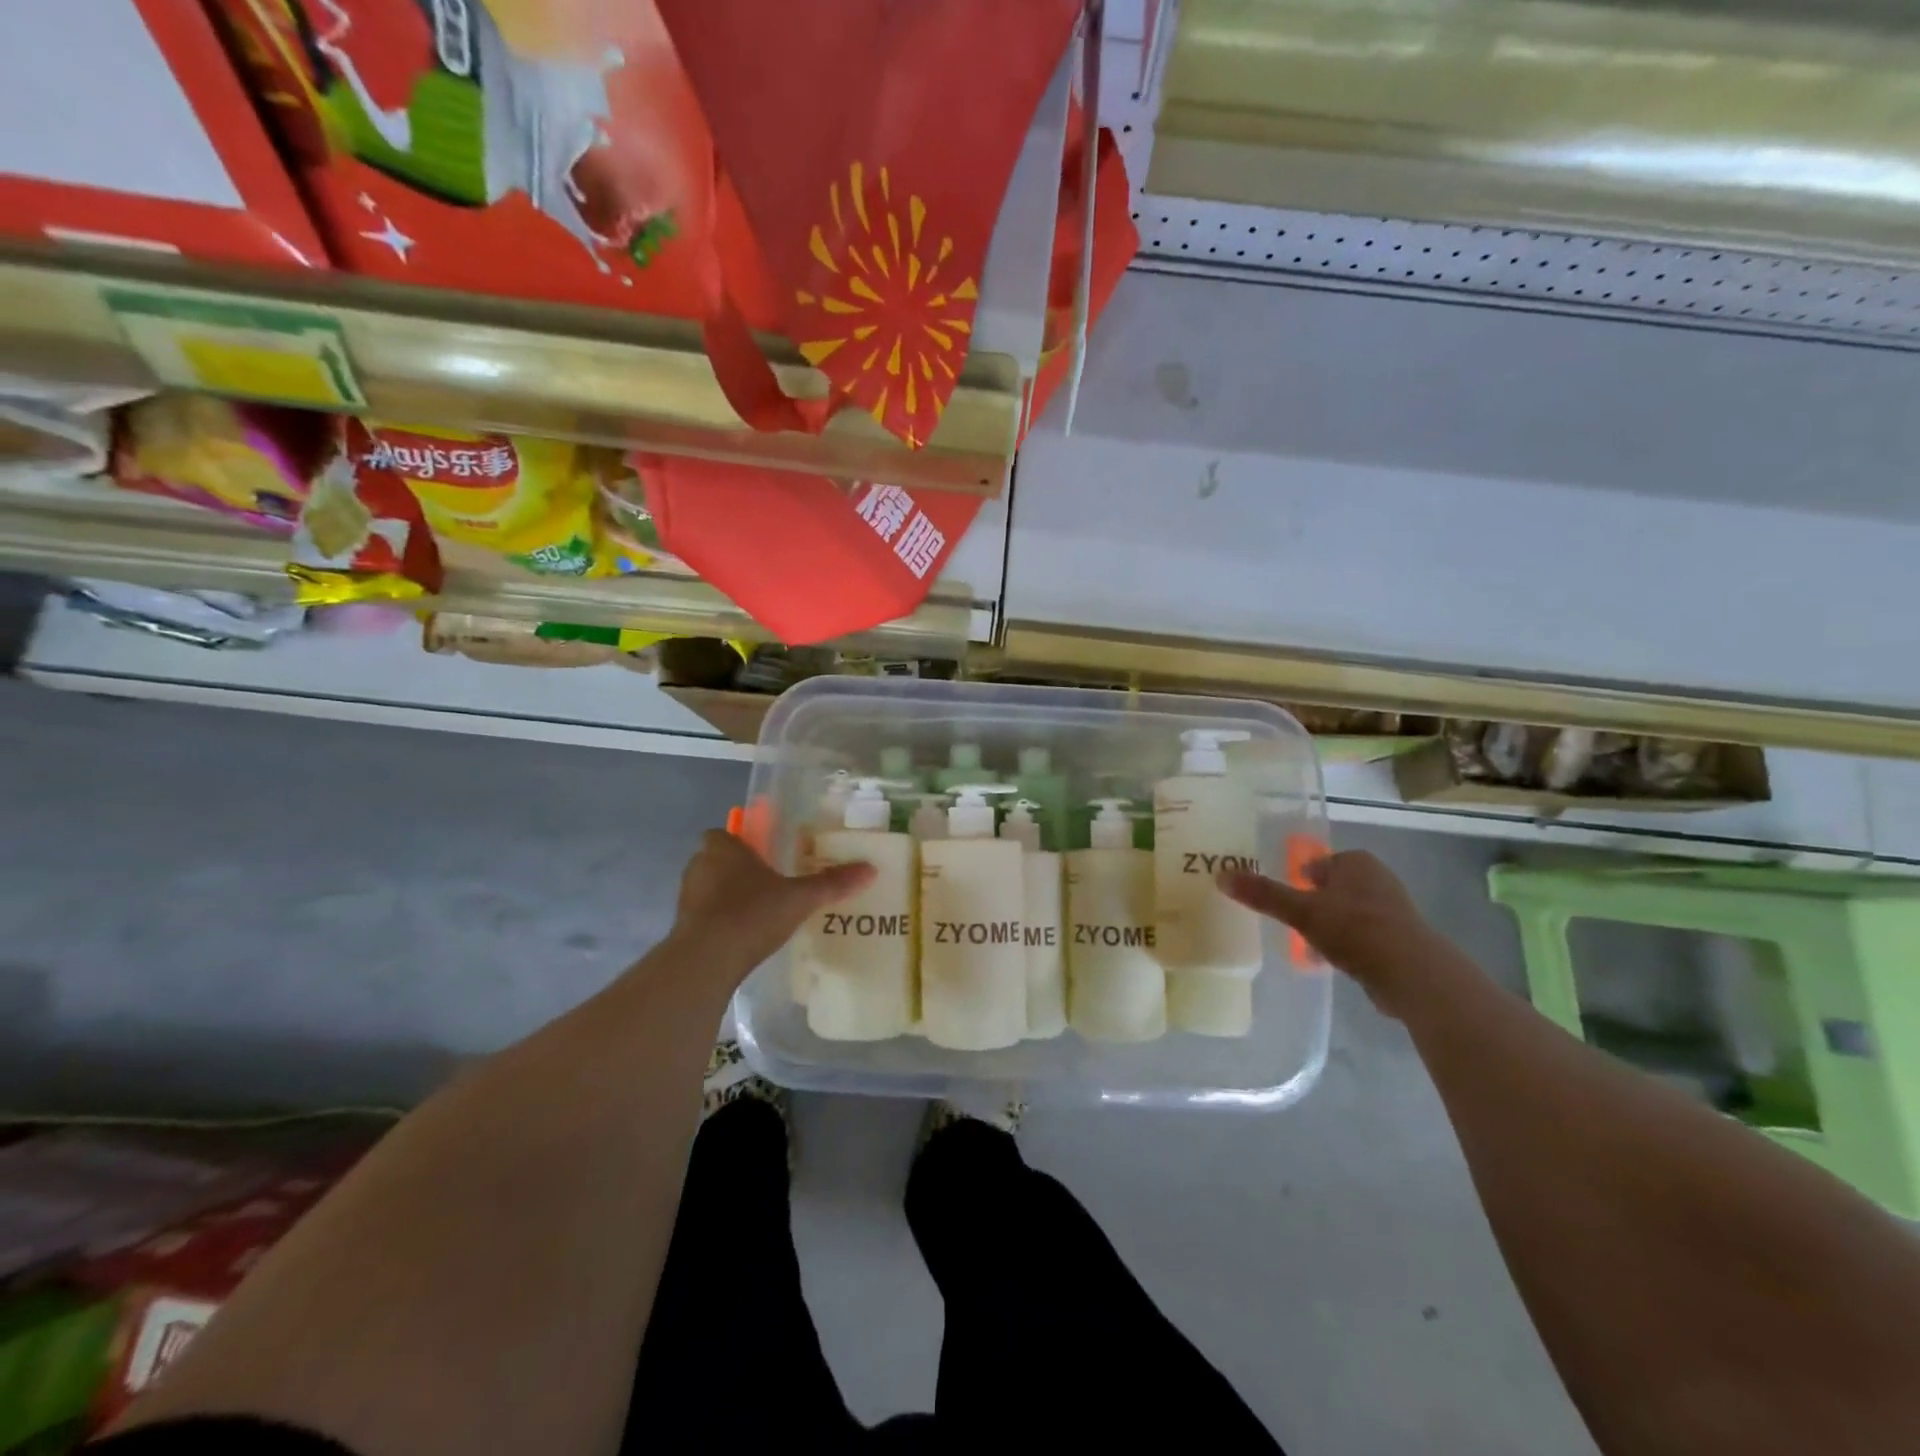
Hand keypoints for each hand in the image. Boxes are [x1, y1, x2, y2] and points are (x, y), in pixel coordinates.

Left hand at [668, 830, 873, 981]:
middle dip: (738, 870)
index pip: (725, 834)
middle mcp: (699, 865)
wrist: (706, 960)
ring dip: (728, 897)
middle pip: (718, 860)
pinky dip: (721, 921)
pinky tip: (744, 936)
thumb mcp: (800, 898)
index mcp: (722, 847)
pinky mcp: (683, 927)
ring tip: (760, 912)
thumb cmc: (751, 914)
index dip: (742, 843)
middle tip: (768, 884)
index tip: (764, 856)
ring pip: (710, 888)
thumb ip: (831, 883)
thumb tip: (870, 869)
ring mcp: (687, 897)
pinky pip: (706, 916)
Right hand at [1217, 851, 1449, 1015]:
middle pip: (1333, 887)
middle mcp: (1377, 879)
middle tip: (1292, 921)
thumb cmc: (1354, 930)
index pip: (1318, 862)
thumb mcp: (1300, 911)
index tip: (1284, 898)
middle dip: (1314, 903)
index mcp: (1356, 862)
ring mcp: (1392, 910)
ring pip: (1348, 912)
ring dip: (1330, 926)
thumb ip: (1263, 894)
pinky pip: (1363, 936)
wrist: (1412, 974)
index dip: (1299, 878)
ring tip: (1308, 945)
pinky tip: (1334, 962)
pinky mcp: (1401, 939)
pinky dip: (1348, 945)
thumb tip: (1221, 875)